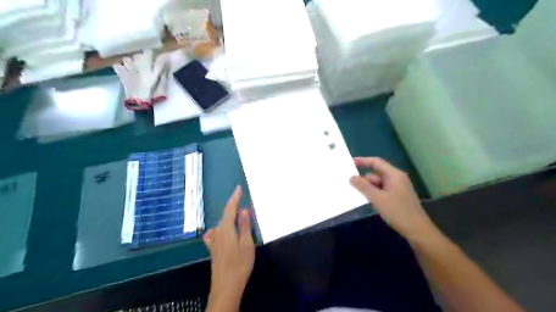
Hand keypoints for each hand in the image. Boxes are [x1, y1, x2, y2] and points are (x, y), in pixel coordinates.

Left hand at [203, 187, 255, 296]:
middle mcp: (217, 232)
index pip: (230, 208)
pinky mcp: (214, 249)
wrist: (226, 286)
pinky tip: (221, 230)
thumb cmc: (240, 264)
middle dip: (234, 208)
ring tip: (239, 216)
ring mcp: (214, 241)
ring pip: (222, 224)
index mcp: (226, 229)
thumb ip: (244, 226)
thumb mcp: (247, 243)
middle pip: (226, 216)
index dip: (234, 197)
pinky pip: (217, 233)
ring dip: (230, 218)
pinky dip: (223, 228)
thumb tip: (243, 210)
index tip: (238, 188)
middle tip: (244, 204)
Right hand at [351, 159, 439, 243]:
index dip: (363, 161)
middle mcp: (397, 179)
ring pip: (379, 184)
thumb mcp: (377, 199)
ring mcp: (398, 188)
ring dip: (369, 188)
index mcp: (394, 175)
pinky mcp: (398, 197)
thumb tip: (352, 178)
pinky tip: (369, 201)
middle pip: (376, 174)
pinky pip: (383, 191)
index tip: (350, 163)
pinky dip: (375, 194)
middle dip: (364, 179)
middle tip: (350, 185)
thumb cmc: (397, 212)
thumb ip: (363, 187)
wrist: (418, 231)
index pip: (377, 162)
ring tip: (357, 195)